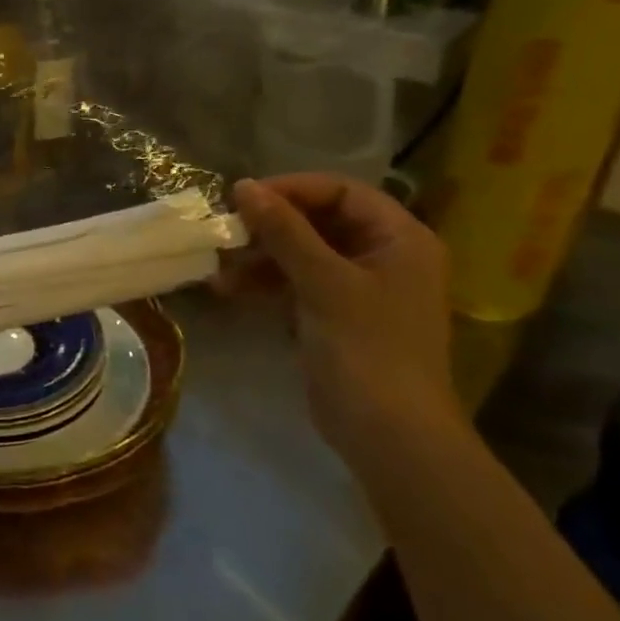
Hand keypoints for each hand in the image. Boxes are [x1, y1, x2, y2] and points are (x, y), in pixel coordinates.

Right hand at [220, 175, 464, 460]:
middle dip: (270, 227)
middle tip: (226, 233)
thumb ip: (284, 231)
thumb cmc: (367, 349)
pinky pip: (296, 283)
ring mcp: (358, 288)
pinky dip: (265, 284)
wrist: (388, 433)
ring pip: (301, 253)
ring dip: (260, 258)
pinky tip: (229, 291)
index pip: (343, 192)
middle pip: (319, 221)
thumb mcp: (323, 283)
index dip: (293, 190)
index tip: (243, 199)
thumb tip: (243, 186)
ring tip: (219, 270)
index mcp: (400, 239)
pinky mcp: (334, 315)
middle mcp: (383, 256)